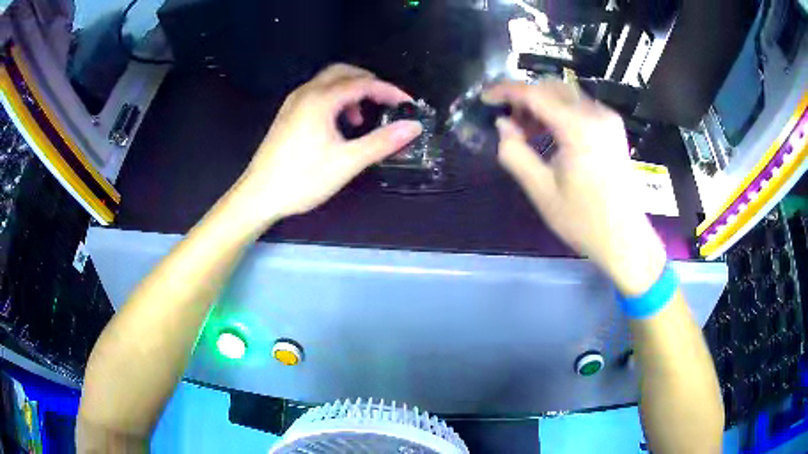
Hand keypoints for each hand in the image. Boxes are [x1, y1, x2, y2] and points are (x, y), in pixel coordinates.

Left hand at [231, 64, 422, 225]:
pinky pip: (317, 94)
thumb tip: (413, 127)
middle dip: (369, 82)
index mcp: (321, 99)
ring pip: (328, 82)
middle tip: (386, 102)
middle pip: (343, 72)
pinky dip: (335, 100)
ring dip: (351, 91)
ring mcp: (294, 103)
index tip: (408, 104)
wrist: (258, 195)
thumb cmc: (302, 179)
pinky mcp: (287, 114)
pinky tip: (338, 125)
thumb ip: (382, 142)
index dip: (389, 91)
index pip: (363, 83)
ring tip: (361, 118)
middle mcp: (306, 93)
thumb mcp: (347, 162)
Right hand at [485, 79, 666, 295]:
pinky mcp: (613, 128)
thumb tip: (503, 125)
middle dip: (525, 97)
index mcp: (579, 128)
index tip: (484, 98)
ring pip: (566, 94)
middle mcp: (596, 114)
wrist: (625, 239)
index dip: (506, 91)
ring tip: (526, 130)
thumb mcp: (541, 191)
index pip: (535, 94)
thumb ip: (515, 153)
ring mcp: (608, 119)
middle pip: (552, 87)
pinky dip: (559, 111)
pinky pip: (580, 106)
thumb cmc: (584, 220)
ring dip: (542, 104)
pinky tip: (550, 133)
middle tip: (507, 120)